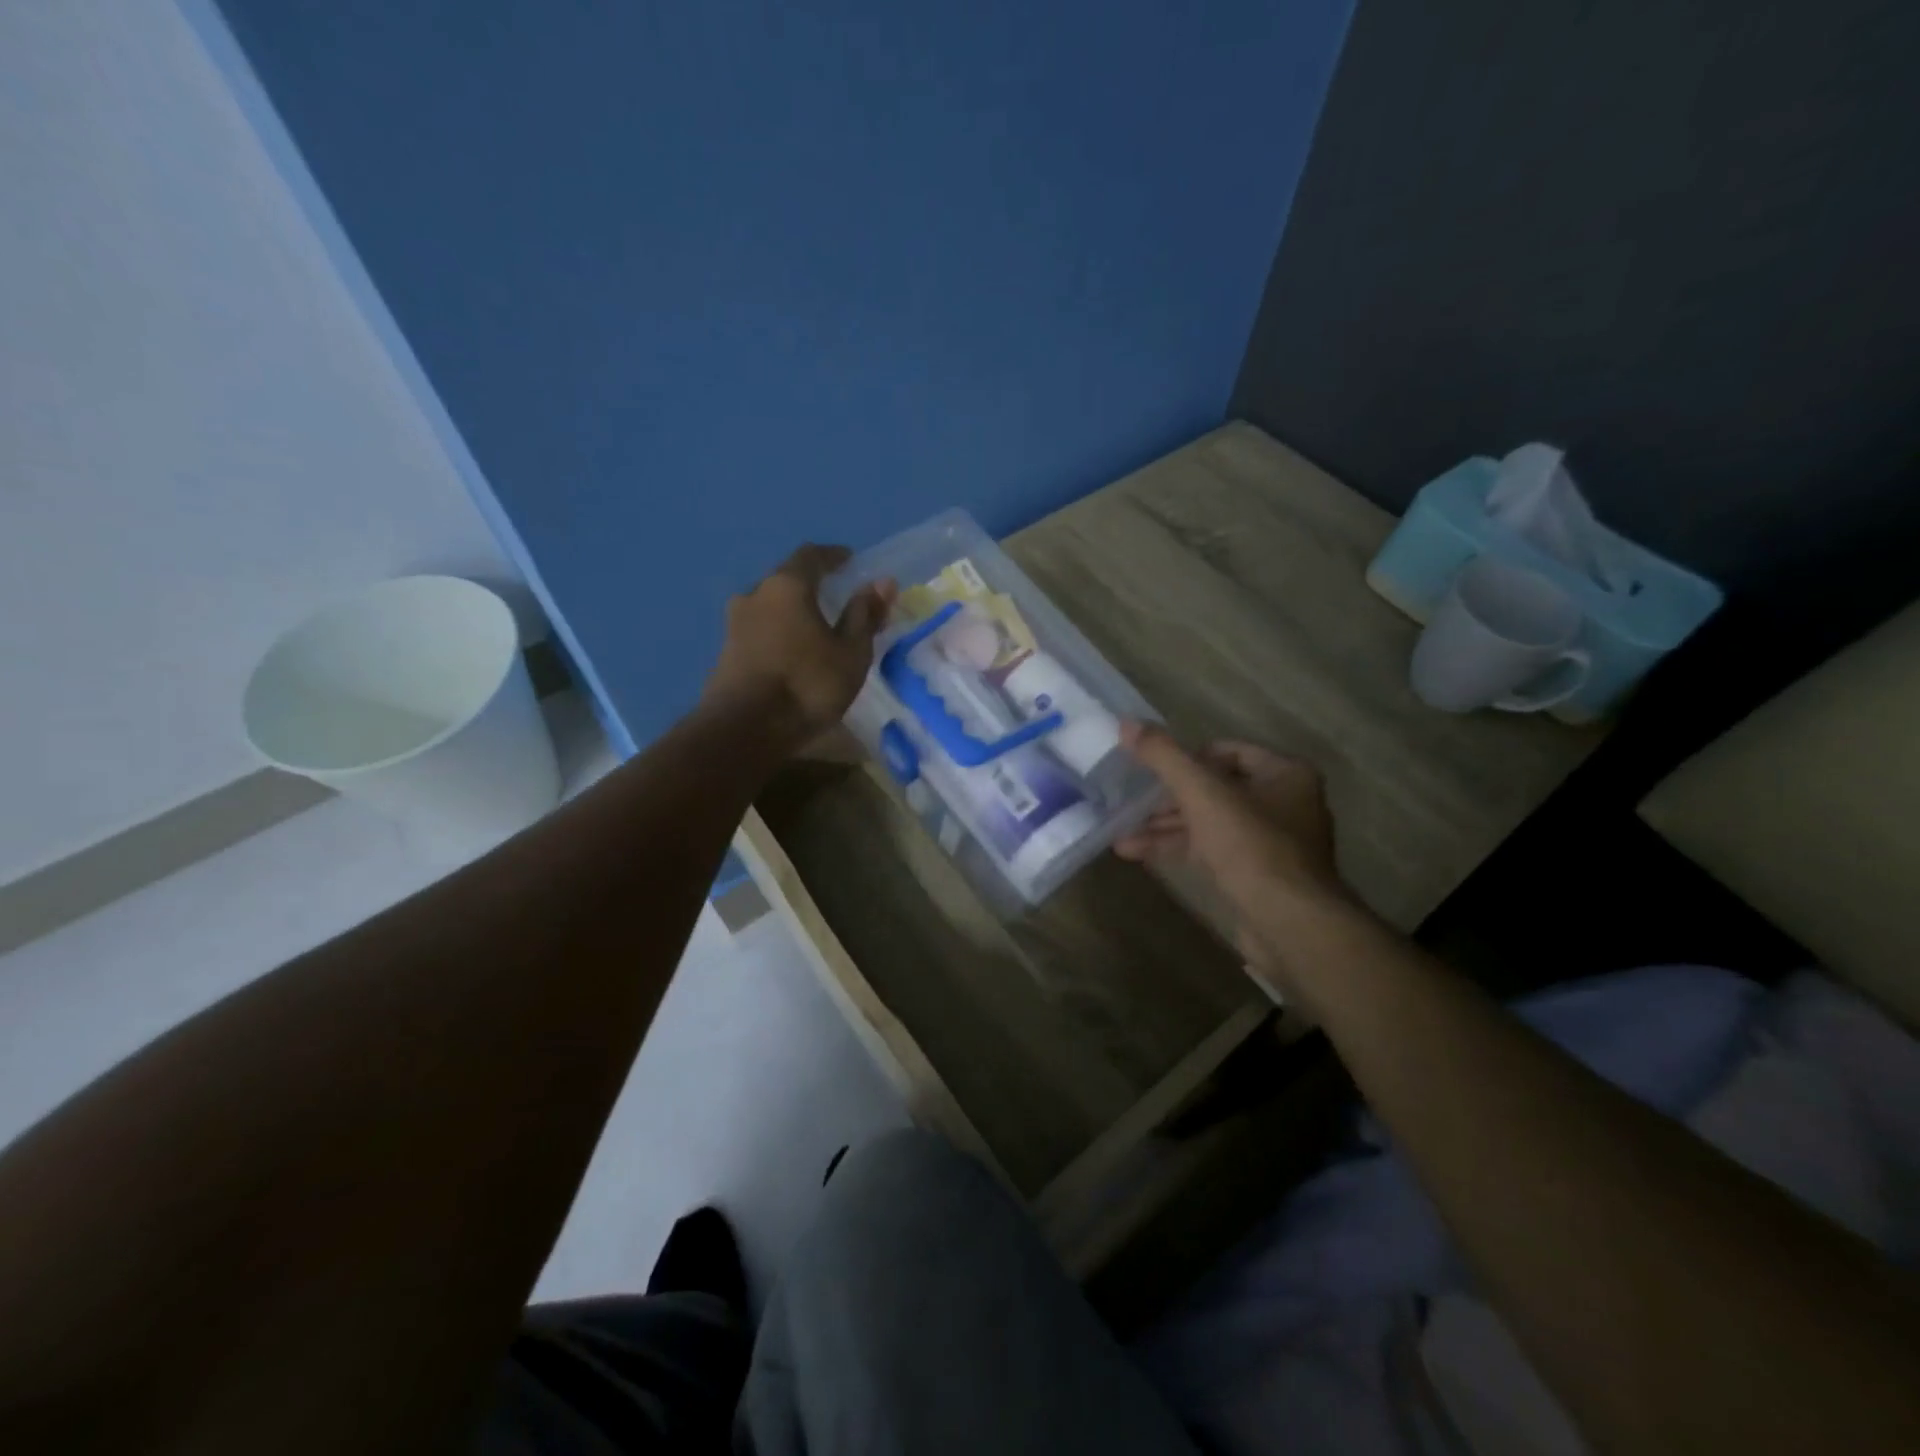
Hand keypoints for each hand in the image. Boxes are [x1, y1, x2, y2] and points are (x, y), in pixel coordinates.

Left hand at [703, 544, 894, 746]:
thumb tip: (883, 582)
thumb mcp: (850, 653)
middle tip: (836, 598)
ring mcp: (734, 623)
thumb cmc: (807, 685)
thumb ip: (865, 615)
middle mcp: (755, 594)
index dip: (833, 556)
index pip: (811, 555)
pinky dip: (779, 632)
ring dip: (792, 611)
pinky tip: (792, 652)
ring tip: (815, 628)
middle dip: (812, 585)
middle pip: (786, 579)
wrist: (744, 730)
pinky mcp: (726, 652)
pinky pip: (759, 630)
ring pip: (770, 606)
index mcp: (787, 586)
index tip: (849, 561)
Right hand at [1115, 722, 1346, 914]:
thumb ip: (1163, 757)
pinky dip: (1179, 848)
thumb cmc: (1251, 846)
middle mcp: (1285, 803)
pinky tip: (1139, 854)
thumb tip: (1126, 723)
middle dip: (1169, 798)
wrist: (1291, 925)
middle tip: (1132, 802)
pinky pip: (1213, 851)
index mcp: (1285, 774)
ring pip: (1210, 822)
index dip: (1187, 757)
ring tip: (1121, 834)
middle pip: (1216, 788)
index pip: (1228, 751)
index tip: (1153, 770)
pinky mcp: (1258, 876)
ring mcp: (1273, 842)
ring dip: (1166, 826)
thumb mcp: (1201, 794)